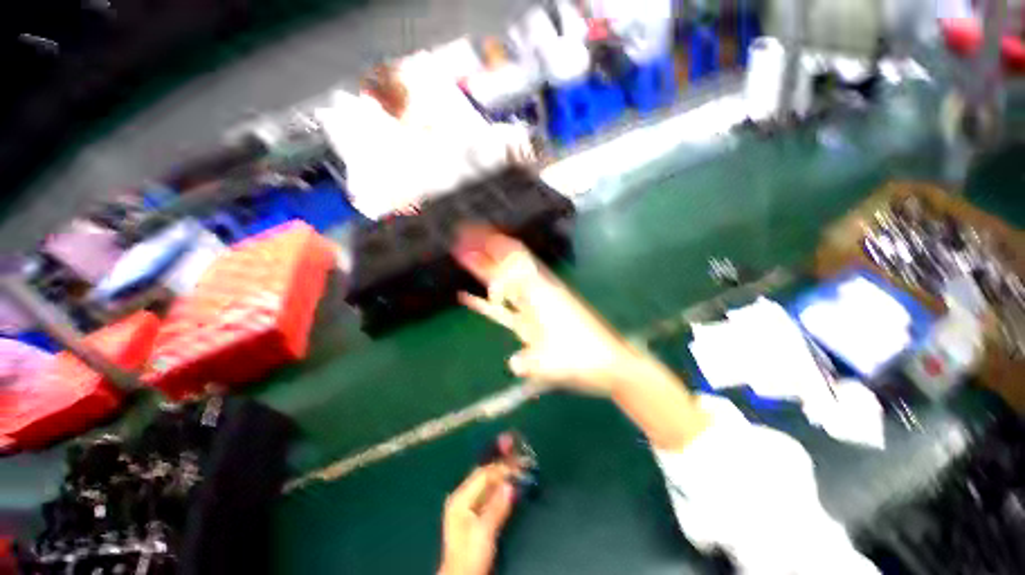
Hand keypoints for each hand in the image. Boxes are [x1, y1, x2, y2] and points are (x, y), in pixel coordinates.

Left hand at [439, 464, 515, 574]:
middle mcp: (461, 498)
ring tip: (517, 473)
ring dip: (501, 479)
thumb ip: (497, 506)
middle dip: (501, 471)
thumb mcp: (485, 531)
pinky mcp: (472, 516)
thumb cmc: (470, 556)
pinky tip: (508, 490)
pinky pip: (487, 496)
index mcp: (460, 498)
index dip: (501, 469)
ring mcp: (466, 507)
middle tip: (519, 465)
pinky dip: (498, 491)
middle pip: (483, 477)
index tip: (518, 465)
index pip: (483, 474)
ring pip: (486, 486)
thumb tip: (510, 484)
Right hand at [453, 226, 636, 394]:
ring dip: (485, 271)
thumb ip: (532, 363)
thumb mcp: (557, 363)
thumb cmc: (585, 360)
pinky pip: (503, 308)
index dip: (494, 244)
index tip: (472, 233)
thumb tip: (513, 362)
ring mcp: (533, 307)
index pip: (514, 259)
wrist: (609, 364)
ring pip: (504, 283)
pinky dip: (486, 301)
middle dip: (484, 252)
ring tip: (463, 258)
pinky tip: (468, 298)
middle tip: (461, 240)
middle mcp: (536, 293)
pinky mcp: (531, 321)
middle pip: (506, 266)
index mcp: (542, 293)